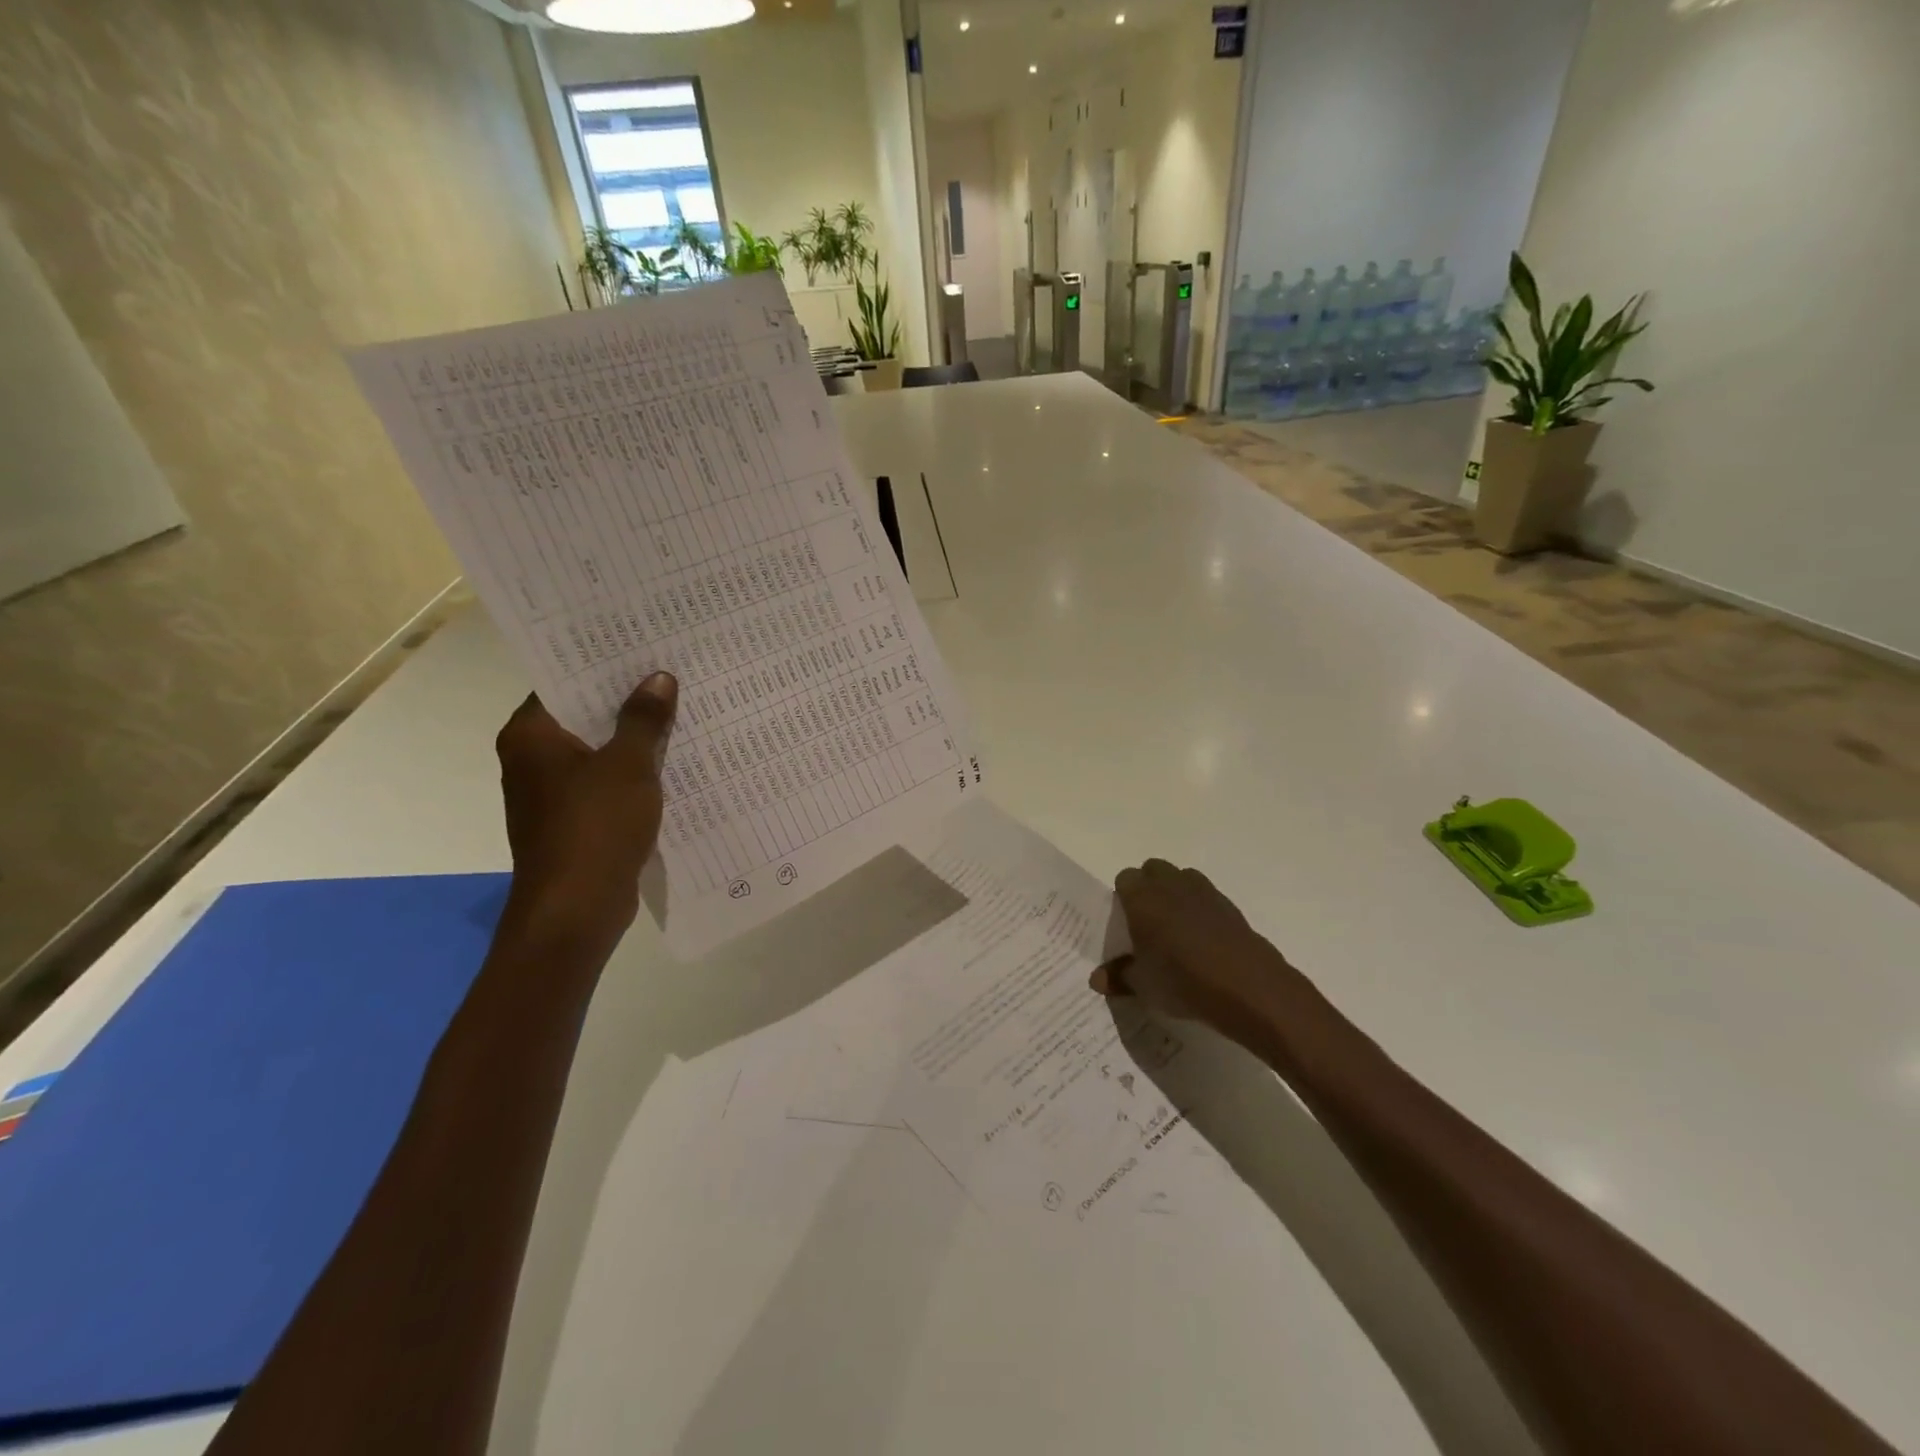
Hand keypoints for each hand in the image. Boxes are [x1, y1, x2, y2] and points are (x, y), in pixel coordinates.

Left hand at [494, 674, 677, 938]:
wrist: (576, 909)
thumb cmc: (595, 827)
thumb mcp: (628, 765)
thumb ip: (644, 719)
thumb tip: (658, 678)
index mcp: (531, 736)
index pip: (564, 683)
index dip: (603, 665)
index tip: (642, 648)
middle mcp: (534, 760)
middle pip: (584, 716)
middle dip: (628, 701)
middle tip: (672, 674)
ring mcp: (554, 793)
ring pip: (600, 752)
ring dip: (636, 738)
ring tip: (683, 711)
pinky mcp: (576, 820)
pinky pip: (608, 783)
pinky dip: (635, 772)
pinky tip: (675, 762)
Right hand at [1091, 859, 1317, 1054]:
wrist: (1248, 988)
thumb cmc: (1183, 980)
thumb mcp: (1143, 986)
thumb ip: (1118, 977)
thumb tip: (1097, 979)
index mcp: (1143, 897)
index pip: (1124, 879)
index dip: (1122, 898)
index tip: (1124, 922)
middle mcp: (1171, 885)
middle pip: (1153, 870)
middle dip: (1148, 888)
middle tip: (1146, 922)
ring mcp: (1205, 892)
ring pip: (1182, 878)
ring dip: (1176, 894)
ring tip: (1175, 928)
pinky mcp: (1230, 906)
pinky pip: (1207, 897)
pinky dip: (1201, 910)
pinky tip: (1203, 941)